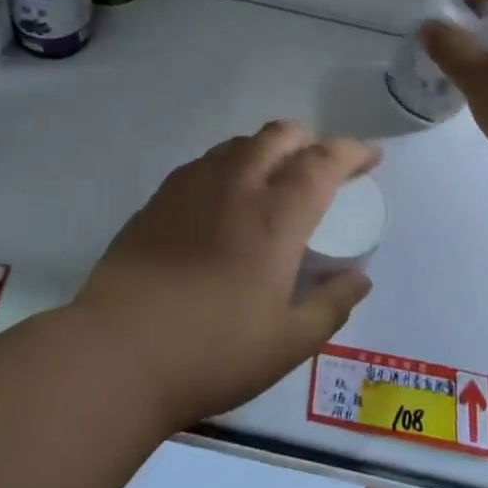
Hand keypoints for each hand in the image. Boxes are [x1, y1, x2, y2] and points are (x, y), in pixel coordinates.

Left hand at [74, 122, 377, 429]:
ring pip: (240, 143)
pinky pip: (206, 162)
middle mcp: (236, 185)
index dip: (351, 151)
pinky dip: (232, 164)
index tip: (369, 157)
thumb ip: (331, 305)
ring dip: (269, 148)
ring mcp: (191, 186)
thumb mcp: (288, 343)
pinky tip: (227, 196)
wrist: (118, 352)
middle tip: (323, 165)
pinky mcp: (158, 199)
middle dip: (310, 139)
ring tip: (277, 177)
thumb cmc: (212, 351)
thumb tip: (359, 278)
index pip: (322, 161)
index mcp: (275, 215)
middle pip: (279, 135)